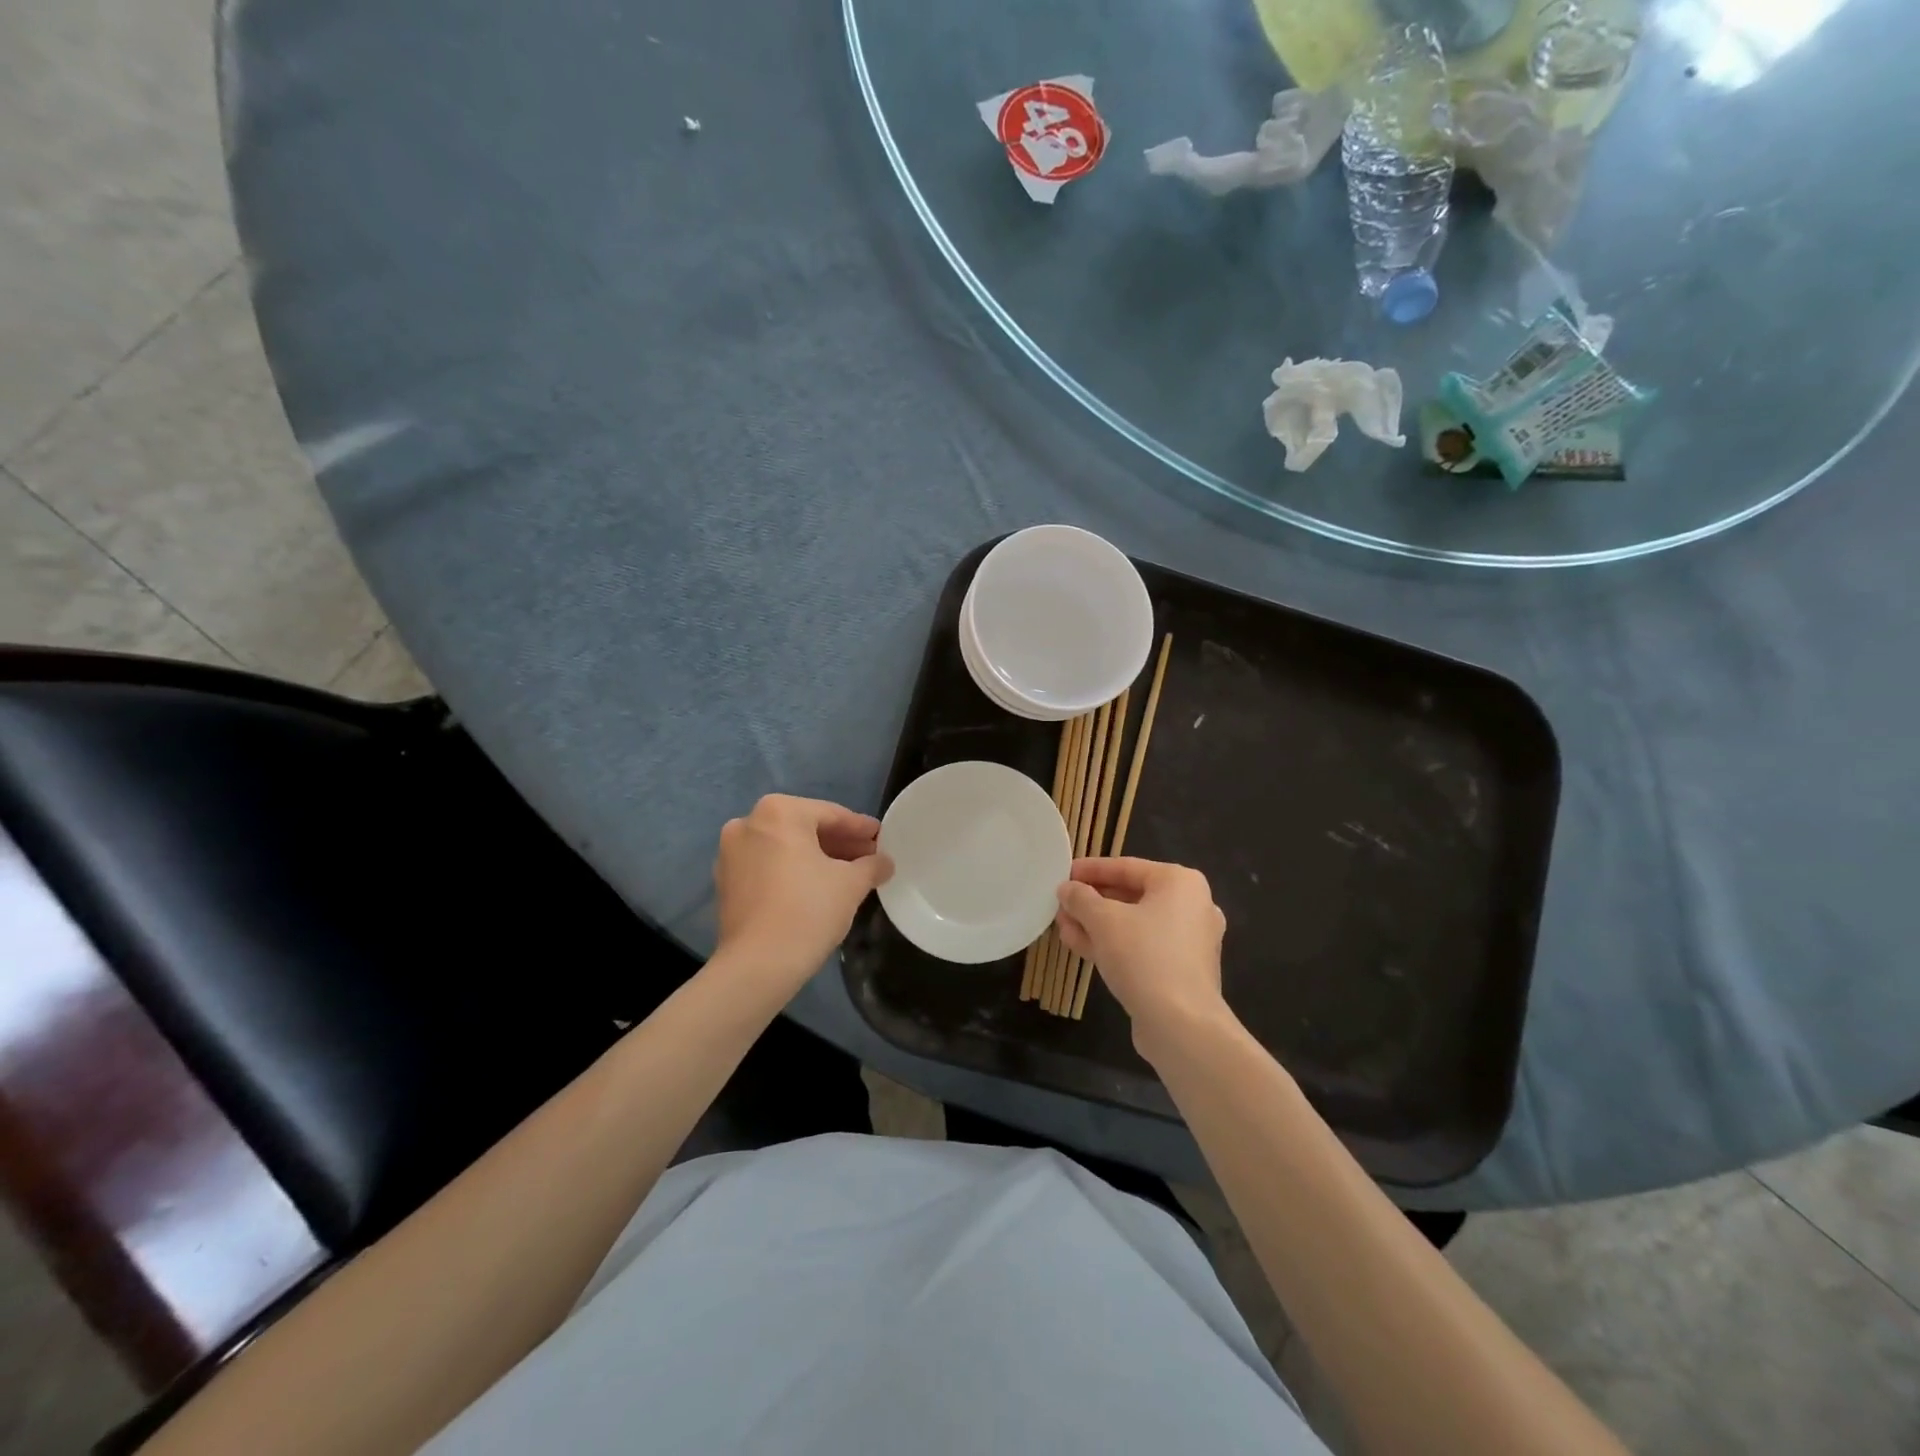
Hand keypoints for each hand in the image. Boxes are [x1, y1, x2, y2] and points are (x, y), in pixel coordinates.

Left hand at [712, 795, 891, 988]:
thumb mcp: (851, 884)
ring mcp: (730, 854)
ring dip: (816, 858)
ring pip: (785, 848)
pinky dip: (792, 872)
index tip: (881, 837)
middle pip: (805, 829)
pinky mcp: (725, 883)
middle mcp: (748, 823)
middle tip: (869, 858)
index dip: (861, 828)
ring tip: (848, 875)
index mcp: (778, 812)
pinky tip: (817, 888)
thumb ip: (872, 865)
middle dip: (839, 844)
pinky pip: (768, 867)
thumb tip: (884, 862)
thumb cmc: (809, 910)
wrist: (758, 965)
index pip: (831, 814)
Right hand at [1055, 857, 1229, 1056]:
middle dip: (1092, 901)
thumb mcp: (1103, 920)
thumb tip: (1067, 889)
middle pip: (1131, 895)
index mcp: (1180, 883)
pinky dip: (1113, 944)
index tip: (1063, 874)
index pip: (1126, 867)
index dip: (1090, 870)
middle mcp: (1191, 906)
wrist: (1181, 1025)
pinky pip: (1141, 947)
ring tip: (1062, 926)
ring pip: (1134, 924)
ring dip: (1097, 925)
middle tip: (1061, 904)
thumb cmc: (1144, 956)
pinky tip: (1079, 946)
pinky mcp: (1180, 970)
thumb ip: (1081, 898)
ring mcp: (1188, 941)